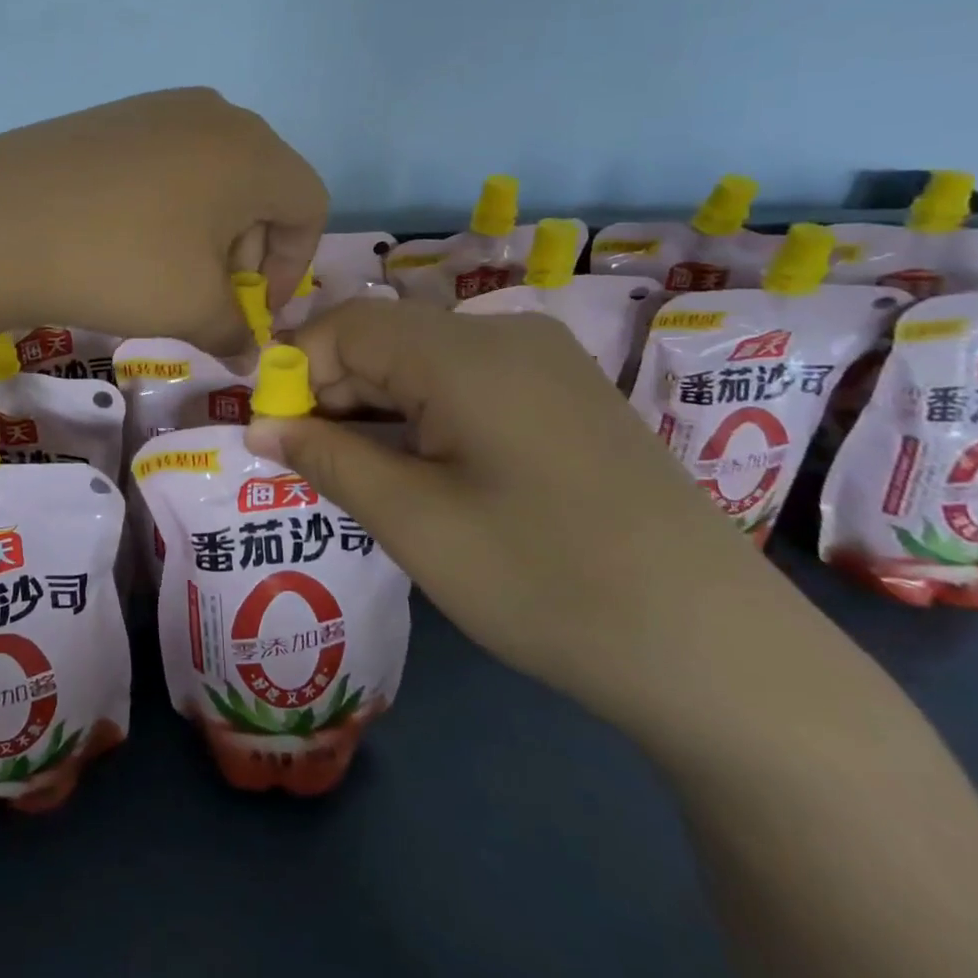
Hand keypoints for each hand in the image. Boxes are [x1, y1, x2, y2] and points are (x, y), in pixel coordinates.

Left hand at [0, 89, 326, 356]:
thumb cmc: (117, 263)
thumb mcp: (190, 308)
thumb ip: (235, 331)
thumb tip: (250, 356)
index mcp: (252, 151)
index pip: (308, 207)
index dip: (291, 267)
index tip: (255, 310)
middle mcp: (213, 114)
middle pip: (261, 186)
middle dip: (248, 250)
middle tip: (212, 296)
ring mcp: (155, 108)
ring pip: (212, 173)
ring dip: (208, 228)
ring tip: (168, 272)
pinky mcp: (109, 116)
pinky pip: (165, 160)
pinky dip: (167, 204)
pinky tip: (126, 239)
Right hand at [246, 297, 822, 739]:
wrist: (718, 653)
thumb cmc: (544, 581)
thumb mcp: (413, 522)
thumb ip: (326, 458)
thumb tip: (259, 424)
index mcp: (466, 352)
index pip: (346, 324)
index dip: (293, 370)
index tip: (269, 432)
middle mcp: (507, 335)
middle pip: (386, 338)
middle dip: (333, 392)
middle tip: (306, 462)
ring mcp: (546, 364)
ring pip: (425, 362)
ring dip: (376, 407)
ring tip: (356, 474)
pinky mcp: (567, 397)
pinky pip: (468, 383)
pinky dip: (424, 416)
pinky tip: (420, 471)